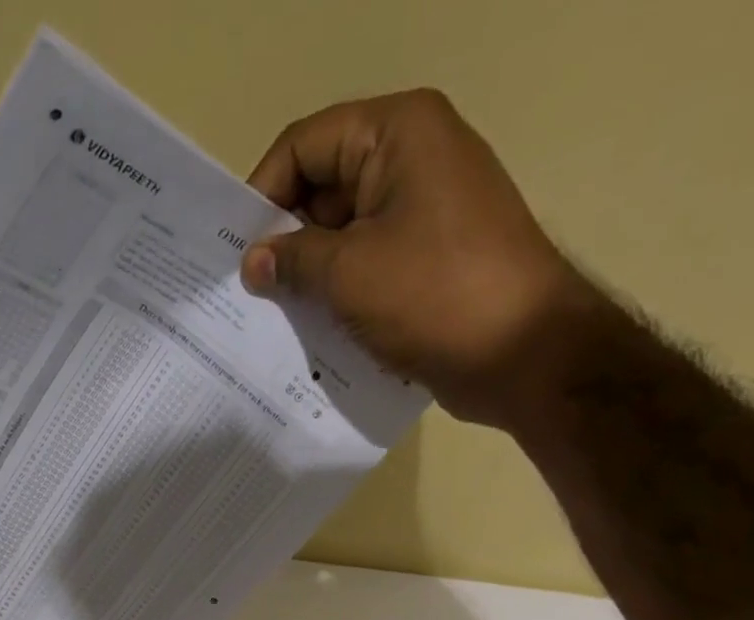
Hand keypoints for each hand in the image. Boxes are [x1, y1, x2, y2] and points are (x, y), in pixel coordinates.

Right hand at [241, 90, 601, 429]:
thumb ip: (292, 260)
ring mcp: (423, 215)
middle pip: (323, 189)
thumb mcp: (349, 272)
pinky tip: (308, 333)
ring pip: (344, 236)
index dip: (262, 194)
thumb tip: (252, 262)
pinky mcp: (427, 265)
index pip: (306, 145)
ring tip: (268, 319)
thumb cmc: (433, 295)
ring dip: (307, 276)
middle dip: (283, 241)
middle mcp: (412, 161)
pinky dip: (337, 297)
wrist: (521, 353)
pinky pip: (367, 270)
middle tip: (243, 293)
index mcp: (397, 133)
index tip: (232, 252)